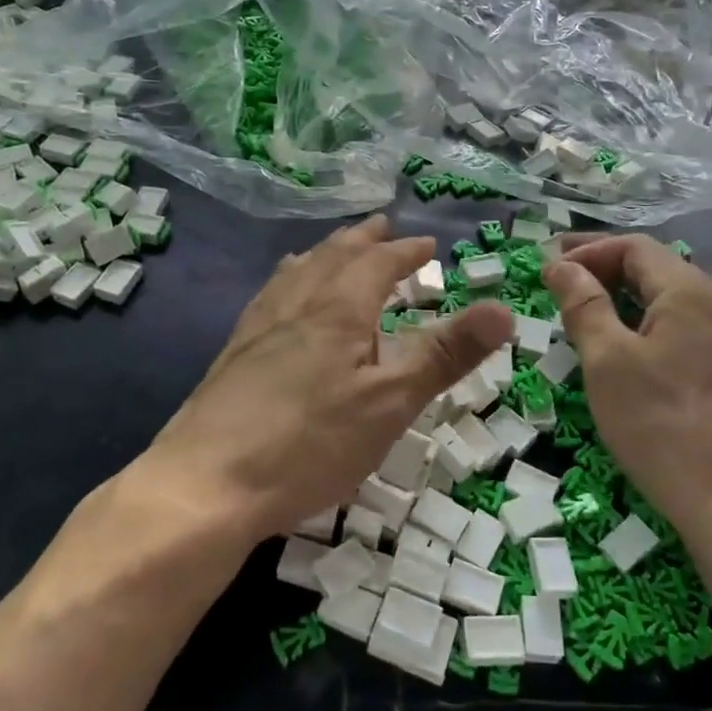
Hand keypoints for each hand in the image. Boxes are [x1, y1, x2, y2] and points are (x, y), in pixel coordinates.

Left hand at [138, 215, 512, 544]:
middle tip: (382, 227)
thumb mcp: (391, 403)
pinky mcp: (234, 352)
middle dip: (363, 240)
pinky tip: (280, 298)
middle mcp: (296, 303)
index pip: (377, 262)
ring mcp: (259, 326)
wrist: (207, 483)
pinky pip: (270, 294)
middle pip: (333, 256)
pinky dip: (290, 279)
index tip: (427, 244)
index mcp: (338, 308)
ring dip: (324, 254)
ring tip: (334, 249)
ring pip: (297, 271)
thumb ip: (446, 354)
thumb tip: (504, 308)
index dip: (405, 251)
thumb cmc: (310, 443)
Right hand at [543, 236, 711, 535]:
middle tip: (559, 283)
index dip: (587, 251)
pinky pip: (684, 330)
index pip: (633, 247)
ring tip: (585, 315)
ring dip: (624, 299)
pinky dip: (646, 326)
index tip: (547, 270)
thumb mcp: (608, 360)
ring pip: (669, 301)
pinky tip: (626, 351)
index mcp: (690, 291)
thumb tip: (561, 265)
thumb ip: (584, 305)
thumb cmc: (662, 425)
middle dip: (603, 269)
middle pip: (655, 268)